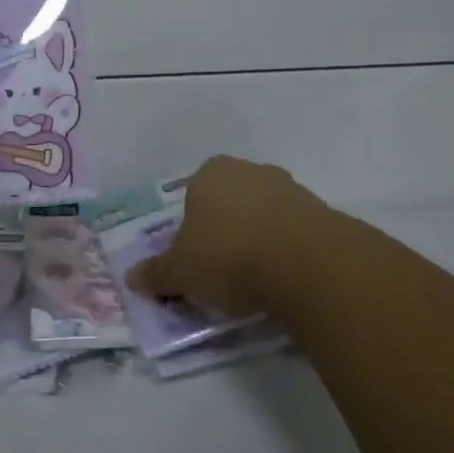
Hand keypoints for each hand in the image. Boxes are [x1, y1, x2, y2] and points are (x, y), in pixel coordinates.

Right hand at [127, 155, 329, 317]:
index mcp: (210, 173)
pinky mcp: (321, 211)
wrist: (307, 263)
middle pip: (230, 202)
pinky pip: (294, 232)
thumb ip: (156, 274)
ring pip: (264, 214)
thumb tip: (132, 278)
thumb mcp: (181, 272)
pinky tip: (285, 280)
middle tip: (222, 271)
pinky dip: (287, 251)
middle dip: (226, 230)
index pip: (193, 195)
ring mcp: (289, 187)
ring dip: (259, 240)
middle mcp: (249, 170)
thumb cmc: (229, 256)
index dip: (192, 228)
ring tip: (256, 282)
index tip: (195, 259)